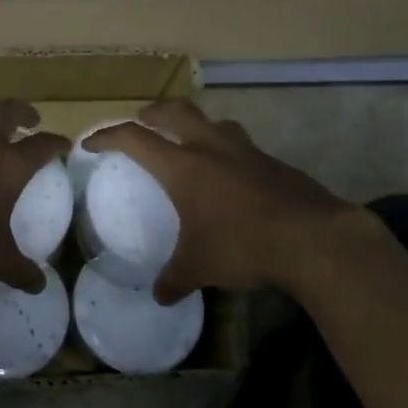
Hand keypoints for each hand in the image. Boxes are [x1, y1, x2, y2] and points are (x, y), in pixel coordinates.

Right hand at [84, 99, 372, 299]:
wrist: (315, 239)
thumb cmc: (243, 246)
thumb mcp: (200, 267)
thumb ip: (175, 279)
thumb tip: (159, 297)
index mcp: (183, 167)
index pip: (134, 138)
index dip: (108, 136)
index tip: (92, 143)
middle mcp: (212, 148)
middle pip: (177, 111)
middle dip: (155, 112)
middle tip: (144, 120)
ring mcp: (247, 152)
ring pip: (215, 123)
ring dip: (198, 127)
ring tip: (193, 144)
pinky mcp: (275, 163)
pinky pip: (243, 148)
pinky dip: (229, 153)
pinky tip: (234, 179)